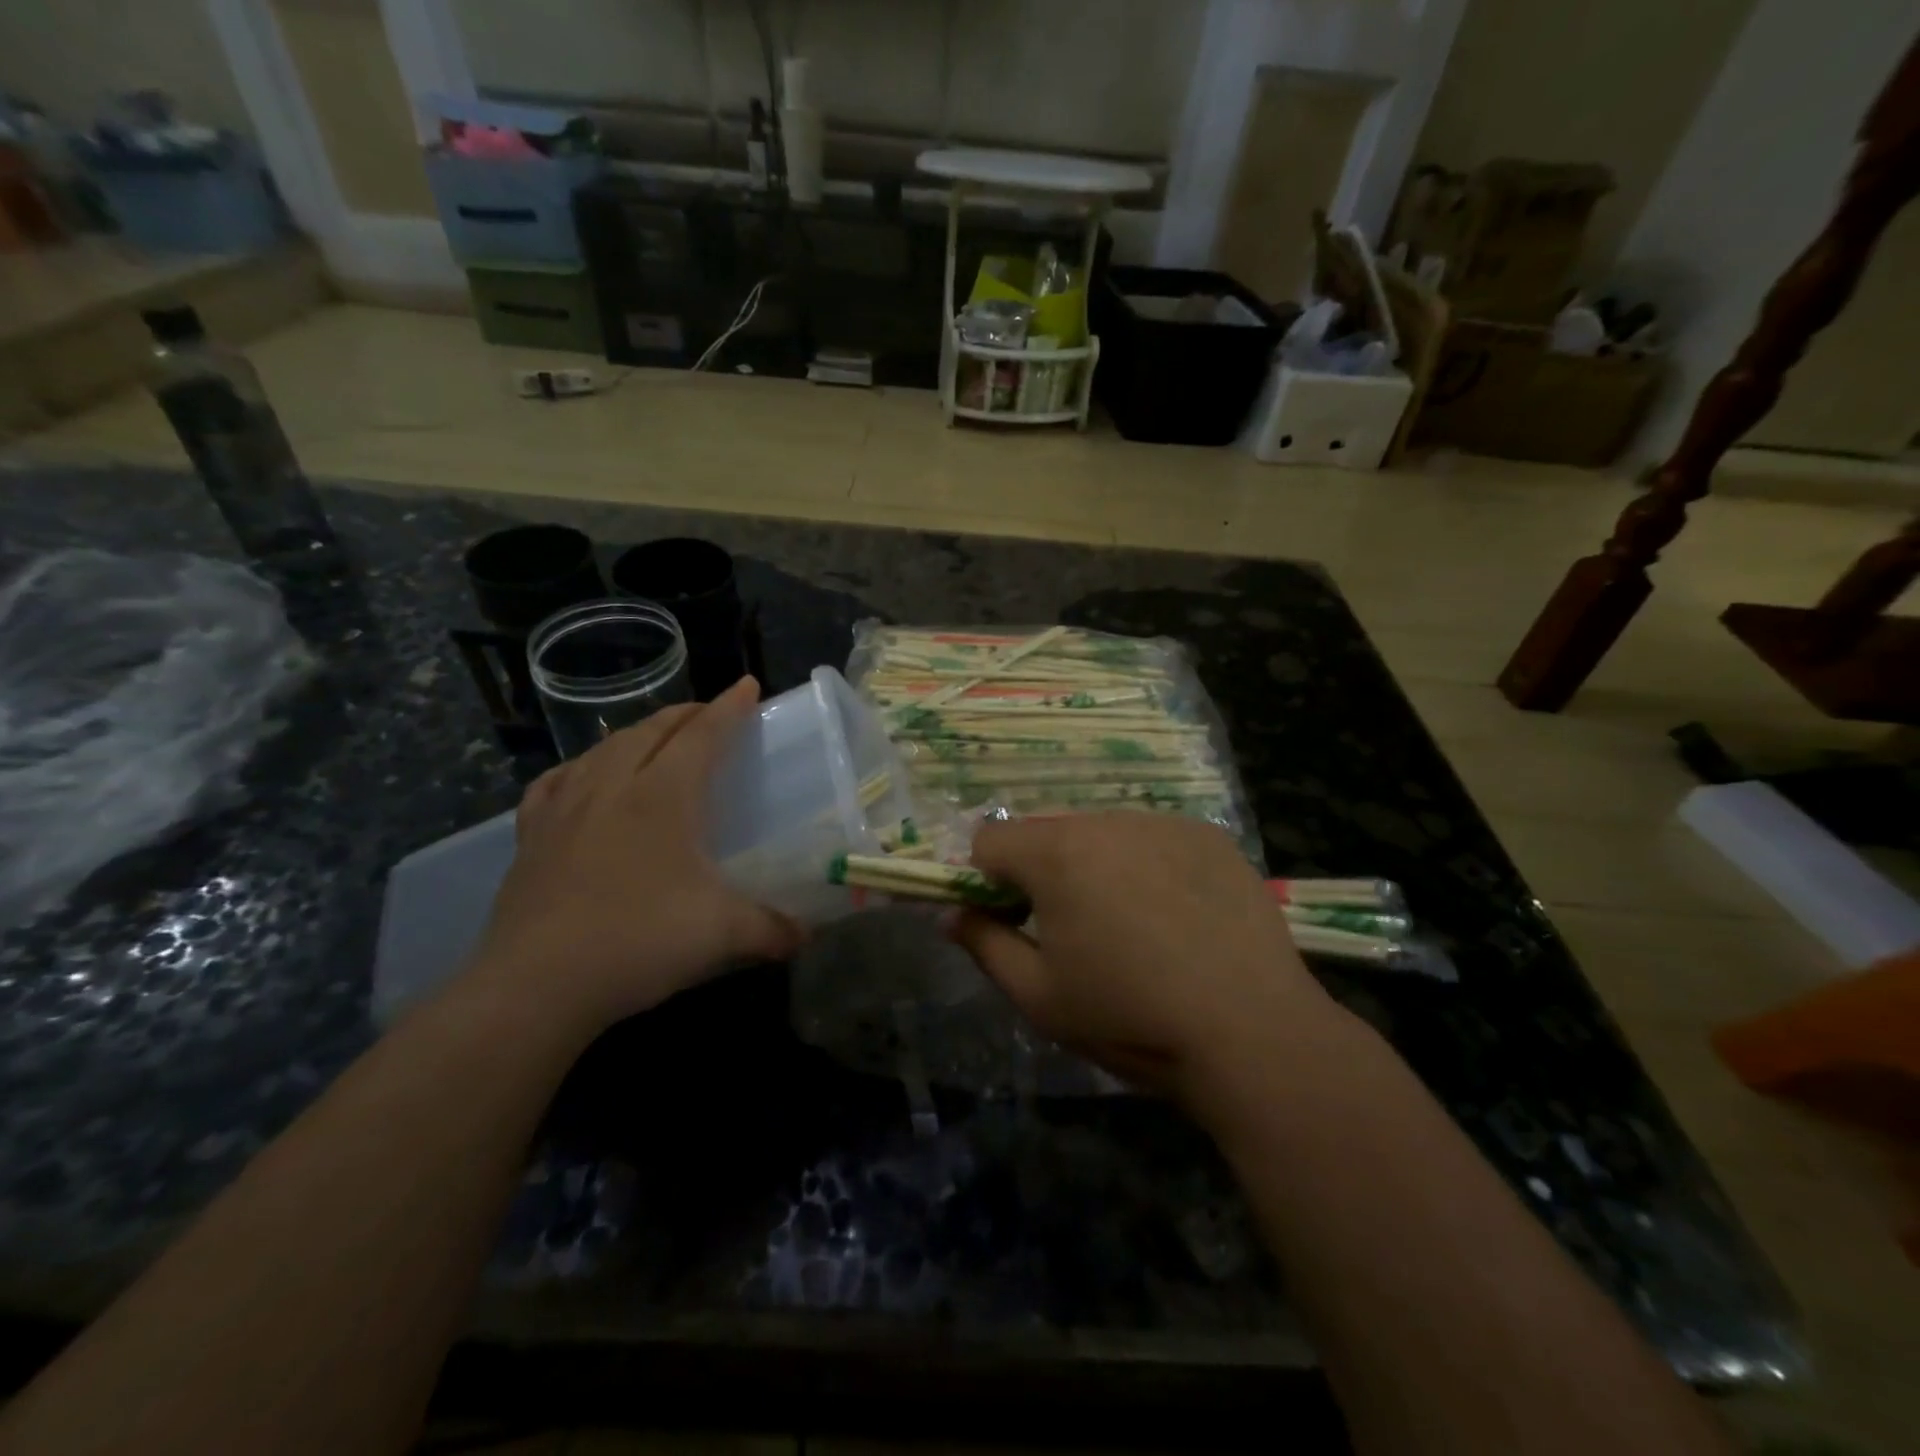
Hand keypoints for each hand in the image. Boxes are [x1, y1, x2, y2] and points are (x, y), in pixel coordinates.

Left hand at [466, 677, 801, 1037]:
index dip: (729, 708)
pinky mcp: (532, 835)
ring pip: (605, 748)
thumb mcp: (723, 934)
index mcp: (663, 796)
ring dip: (638, 733)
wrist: (536, 984)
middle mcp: (613, 786)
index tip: (747, 685)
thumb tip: (808, 934)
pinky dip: (581, 767)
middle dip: (687, 714)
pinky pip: (556, 781)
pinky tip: (583, 776)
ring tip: (656, 739)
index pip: (703, 735)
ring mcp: (565, 807)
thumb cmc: (639, 940)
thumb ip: (774, 929)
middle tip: (710, 713)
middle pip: (653, 731)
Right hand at [952, 813, 1347, 1110]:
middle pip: (1047, 832)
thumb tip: (953, 916)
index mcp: (1056, 853)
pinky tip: (1178, 916)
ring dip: (1096, 865)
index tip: (1011, 921)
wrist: (1252, 1033)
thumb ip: (984, 945)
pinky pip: (1154, 839)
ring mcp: (1163, 823)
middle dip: (1042, 871)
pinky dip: (1147, 865)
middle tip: (1072, 930)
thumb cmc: (1130, 1018)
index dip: (986, 880)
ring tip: (1132, 926)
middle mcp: (1106, 821)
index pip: (989, 840)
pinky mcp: (1209, 837)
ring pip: (1102, 832)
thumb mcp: (1039, 997)